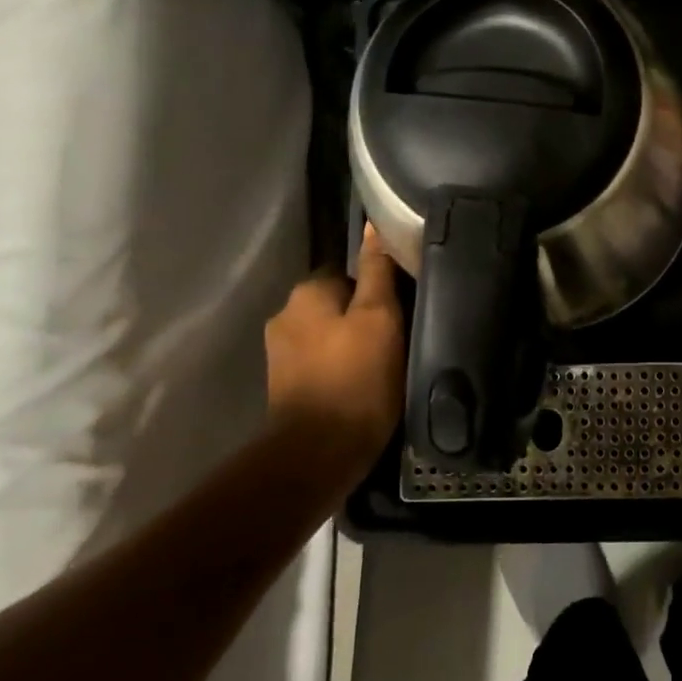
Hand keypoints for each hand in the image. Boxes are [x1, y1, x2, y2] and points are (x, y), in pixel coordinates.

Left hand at [265, 226, 404, 457]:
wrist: (319, 454)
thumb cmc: (357, 377)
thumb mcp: (380, 317)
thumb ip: (377, 271)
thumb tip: (374, 226)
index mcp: (306, 292)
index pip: (349, 271)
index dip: (378, 286)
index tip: (401, 305)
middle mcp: (285, 315)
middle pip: (337, 302)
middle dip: (362, 314)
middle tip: (397, 335)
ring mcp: (280, 354)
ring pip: (329, 333)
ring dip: (351, 341)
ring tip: (383, 360)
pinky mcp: (285, 386)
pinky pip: (322, 361)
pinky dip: (340, 366)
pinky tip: (362, 382)